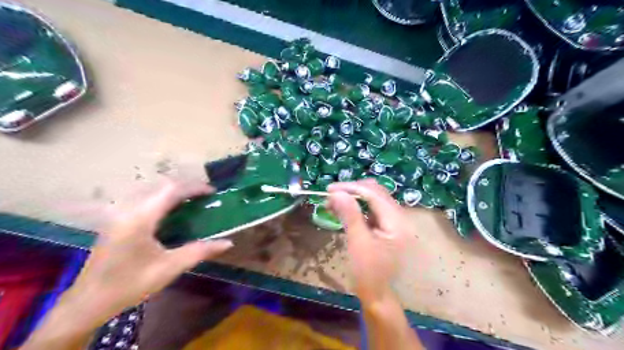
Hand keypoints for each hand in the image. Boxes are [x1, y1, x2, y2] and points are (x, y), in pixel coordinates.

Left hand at [60, 180, 232, 327]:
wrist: (88, 303)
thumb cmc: (130, 284)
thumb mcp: (170, 267)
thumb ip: (200, 251)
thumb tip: (228, 243)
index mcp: (140, 218)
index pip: (171, 190)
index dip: (194, 187)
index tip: (213, 192)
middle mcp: (128, 210)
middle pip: (161, 187)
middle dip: (186, 188)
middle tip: (205, 197)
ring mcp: (119, 215)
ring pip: (151, 193)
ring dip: (173, 194)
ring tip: (192, 202)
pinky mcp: (116, 222)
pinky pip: (144, 201)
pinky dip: (162, 201)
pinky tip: (171, 214)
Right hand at [327, 179, 409, 304]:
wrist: (378, 295)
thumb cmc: (368, 273)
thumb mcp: (358, 242)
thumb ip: (349, 215)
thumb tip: (336, 192)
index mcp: (397, 221)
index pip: (373, 193)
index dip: (351, 188)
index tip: (329, 189)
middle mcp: (399, 217)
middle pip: (376, 192)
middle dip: (352, 190)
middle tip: (330, 195)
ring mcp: (394, 221)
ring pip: (373, 198)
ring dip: (353, 197)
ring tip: (333, 202)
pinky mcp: (387, 226)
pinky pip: (372, 208)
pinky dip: (357, 206)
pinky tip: (343, 209)